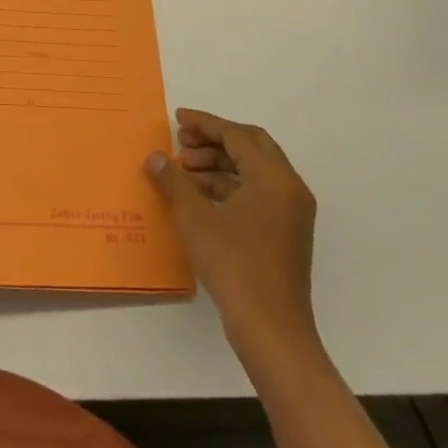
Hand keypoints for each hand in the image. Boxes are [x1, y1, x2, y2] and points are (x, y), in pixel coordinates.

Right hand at [147, 109, 318, 368]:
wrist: (271, 328)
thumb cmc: (233, 264)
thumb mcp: (194, 217)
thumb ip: (174, 181)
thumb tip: (156, 157)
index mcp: (273, 178)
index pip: (237, 135)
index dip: (205, 124)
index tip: (177, 119)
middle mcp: (289, 188)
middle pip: (251, 147)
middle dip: (213, 141)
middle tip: (181, 144)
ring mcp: (291, 212)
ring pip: (254, 171)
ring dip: (219, 164)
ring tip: (183, 171)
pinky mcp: (286, 233)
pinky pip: (257, 193)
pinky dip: (229, 186)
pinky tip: (200, 196)